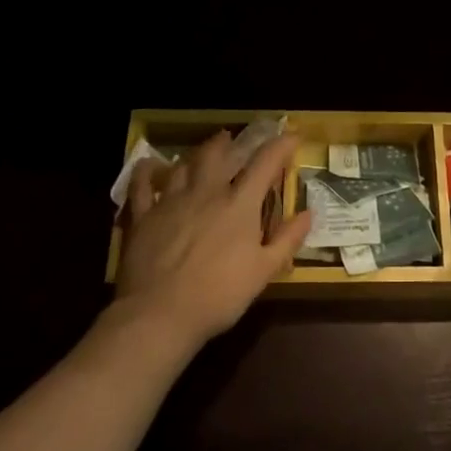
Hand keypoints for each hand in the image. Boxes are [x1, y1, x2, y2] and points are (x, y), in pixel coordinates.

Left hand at [116, 131, 311, 347]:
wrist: (160, 314)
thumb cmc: (219, 295)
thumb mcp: (263, 272)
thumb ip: (287, 240)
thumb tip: (308, 213)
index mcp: (239, 204)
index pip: (265, 163)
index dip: (281, 146)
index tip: (292, 136)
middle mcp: (206, 192)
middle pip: (217, 154)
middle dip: (228, 143)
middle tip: (232, 139)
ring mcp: (171, 201)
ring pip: (183, 165)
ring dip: (195, 155)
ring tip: (200, 153)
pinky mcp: (143, 216)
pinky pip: (142, 185)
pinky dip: (146, 172)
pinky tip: (148, 167)